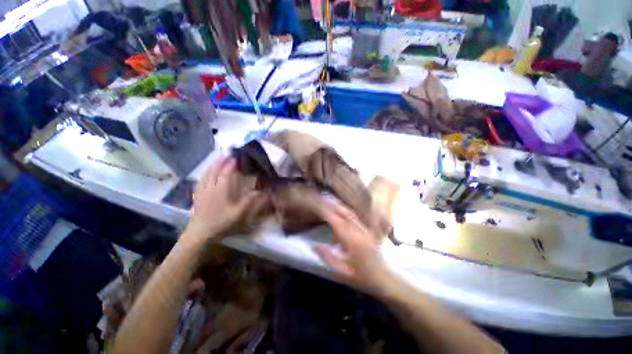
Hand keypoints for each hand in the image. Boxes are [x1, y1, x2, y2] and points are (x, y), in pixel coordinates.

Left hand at [186, 156, 266, 241]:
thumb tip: (262, 192)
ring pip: (207, 173)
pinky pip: (202, 178)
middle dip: (222, 161)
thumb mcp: (238, 214)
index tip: (237, 157)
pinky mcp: (197, 193)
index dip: (231, 164)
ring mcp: (202, 189)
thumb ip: (250, 202)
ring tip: (219, 158)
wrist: (200, 231)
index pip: (226, 173)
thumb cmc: (221, 222)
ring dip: (214, 164)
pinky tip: (209, 171)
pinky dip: (207, 171)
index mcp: (221, 190)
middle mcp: (211, 187)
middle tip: (228, 154)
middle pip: (215, 170)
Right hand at [313, 199, 393, 296]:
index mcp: (352, 240)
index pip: (337, 222)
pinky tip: (343, 211)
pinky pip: (356, 218)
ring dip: (341, 206)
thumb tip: (314, 245)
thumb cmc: (361, 277)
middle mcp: (359, 231)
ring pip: (351, 214)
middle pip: (345, 213)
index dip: (327, 213)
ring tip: (331, 201)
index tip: (318, 206)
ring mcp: (365, 230)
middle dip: (334, 205)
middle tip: (323, 197)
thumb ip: (327, 257)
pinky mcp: (368, 231)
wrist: (384, 278)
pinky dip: (348, 211)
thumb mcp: (342, 271)